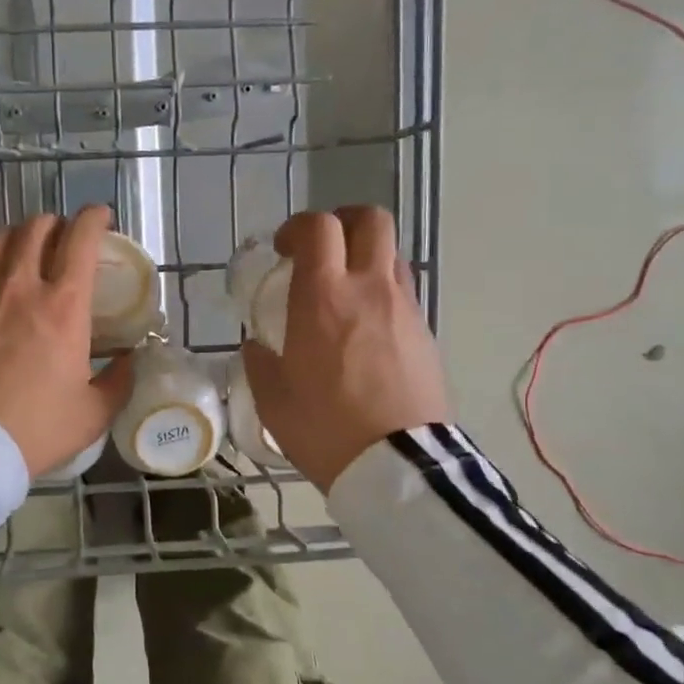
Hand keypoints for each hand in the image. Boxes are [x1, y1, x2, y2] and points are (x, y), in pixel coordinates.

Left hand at [0, 206, 134, 476]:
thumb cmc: (34, 429)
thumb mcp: (92, 414)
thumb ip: (117, 382)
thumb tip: (129, 362)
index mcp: (63, 306)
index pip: (81, 239)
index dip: (94, 218)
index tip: (101, 217)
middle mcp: (20, 285)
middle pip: (37, 228)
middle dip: (56, 225)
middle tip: (64, 242)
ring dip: (18, 237)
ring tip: (25, 253)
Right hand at [240, 207, 448, 492]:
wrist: (397, 464)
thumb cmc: (324, 428)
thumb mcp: (273, 399)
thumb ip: (260, 363)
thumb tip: (257, 346)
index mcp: (323, 297)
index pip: (318, 228)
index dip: (297, 227)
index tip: (284, 250)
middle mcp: (368, 288)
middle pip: (370, 220)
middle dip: (343, 222)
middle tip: (323, 251)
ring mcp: (404, 308)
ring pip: (392, 253)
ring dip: (366, 257)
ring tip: (345, 290)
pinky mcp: (426, 332)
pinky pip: (404, 292)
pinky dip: (383, 292)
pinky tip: (367, 328)